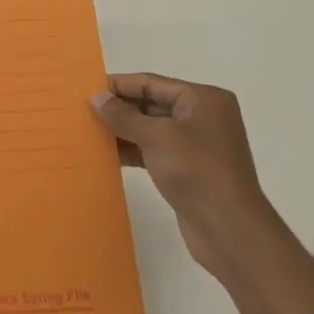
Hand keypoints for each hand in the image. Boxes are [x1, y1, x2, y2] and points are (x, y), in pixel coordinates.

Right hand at [90, 73, 274, 280]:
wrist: (230, 229)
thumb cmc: (196, 171)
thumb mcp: (156, 137)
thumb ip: (123, 115)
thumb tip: (96, 97)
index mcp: (203, 99)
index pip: (152, 83)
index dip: (119, 85)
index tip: (86, 88)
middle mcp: (203, 116)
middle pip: (152, 103)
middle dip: (119, 108)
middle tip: (83, 110)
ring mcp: (197, 144)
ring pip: (151, 128)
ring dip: (123, 130)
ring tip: (89, 131)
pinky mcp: (189, 168)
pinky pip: (155, 149)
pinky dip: (134, 149)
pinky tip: (108, 154)